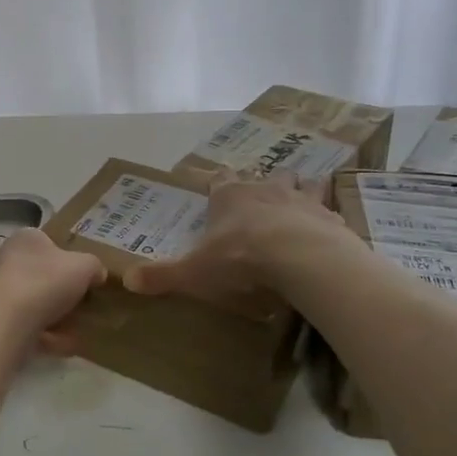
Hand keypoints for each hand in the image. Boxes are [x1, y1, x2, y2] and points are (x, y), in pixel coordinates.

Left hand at [0, 227, 106, 354]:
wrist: (7, 320)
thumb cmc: (46, 280)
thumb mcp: (85, 266)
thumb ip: (95, 266)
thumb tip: (97, 274)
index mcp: (26, 238)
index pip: (50, 242)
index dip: (69, 258)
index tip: (86, 276)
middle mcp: (7, 259)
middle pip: (42, 275)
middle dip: (63, 292)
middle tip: (84, 304)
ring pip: (35, 303)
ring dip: (56, 317)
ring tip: (78, 329)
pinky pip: (27, 326)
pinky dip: (46, 336)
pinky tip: (63, 345)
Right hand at [125, 175, 342, 305]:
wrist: (301, 258)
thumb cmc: (241, 259)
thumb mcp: (195, 271)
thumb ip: (162, 275)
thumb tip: (126, 279)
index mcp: (230, 195)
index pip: (219, 179)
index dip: (216, 183)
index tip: (215, 186)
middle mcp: (265, 188)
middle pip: (262, 176)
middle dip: (260, 184)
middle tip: (258, 199)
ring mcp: (301, 198)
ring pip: (300, 181)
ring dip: (298, 189)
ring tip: (296, 204)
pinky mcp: (330, 215)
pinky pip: (329, 205)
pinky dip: (326, 213)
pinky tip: (327, 226)